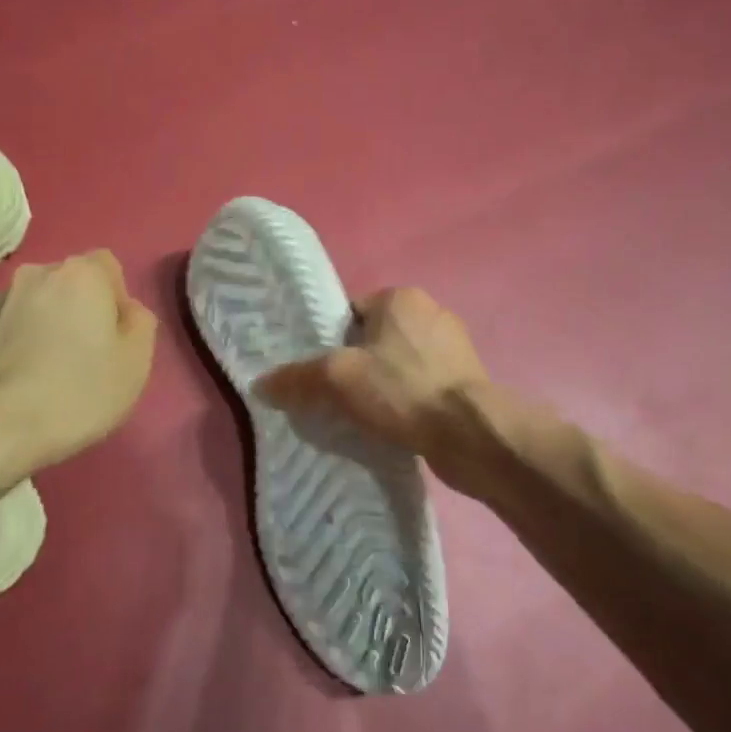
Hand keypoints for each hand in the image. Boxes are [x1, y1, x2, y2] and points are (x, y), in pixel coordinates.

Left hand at [0, 251, 157, 477]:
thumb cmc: (80, 392)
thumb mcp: (136, 362)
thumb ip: (140, 323)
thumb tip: (125, 311)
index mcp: (81, 273)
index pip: (109, 267)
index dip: (117, 300)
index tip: (116, 339)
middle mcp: (37, 274)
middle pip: (71, 283)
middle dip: (81, 310)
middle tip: (88, 357)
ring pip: (38, 305)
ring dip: (48, 325)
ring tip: (51, 372)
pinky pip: (10, 328)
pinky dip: (20, 344)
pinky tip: (23, 381)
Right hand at [257, 287, 495, 493]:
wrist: (469, 434)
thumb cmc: (402, 390)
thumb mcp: (338, 378)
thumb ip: (297, 377)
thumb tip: (261, 384)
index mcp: (402, 297)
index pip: (352, 313)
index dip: (331, 343)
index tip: (321, 374)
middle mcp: (432, 313)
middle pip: (374, 340)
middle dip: (356, 366)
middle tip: (336, 397)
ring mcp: (454, 348)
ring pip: (398, 365)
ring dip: (382, 387)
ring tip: (364, 416)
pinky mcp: (466, 381)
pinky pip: (421, 386)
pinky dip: (406, 402)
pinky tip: (394, 426)